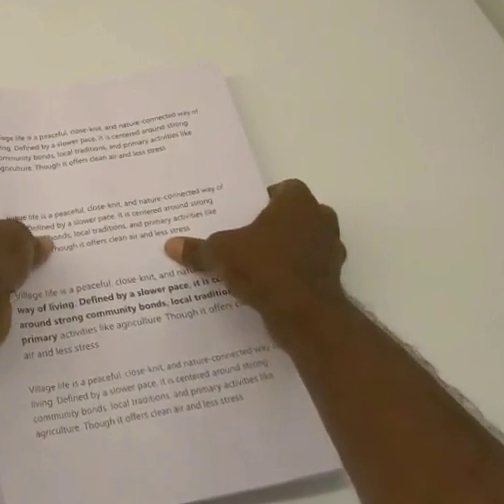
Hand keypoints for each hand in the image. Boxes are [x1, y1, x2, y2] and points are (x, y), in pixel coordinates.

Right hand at [164, 180, 347, 334]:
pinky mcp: (333, 279)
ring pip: (305, 243)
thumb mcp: (221, 254)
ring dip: (287, 250)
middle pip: (297, 215)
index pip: (284, 189)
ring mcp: (331, 251)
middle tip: (247, 236)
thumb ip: (198, 249)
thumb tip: (170, 245)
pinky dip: (294, 275)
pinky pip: (308, 270)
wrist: (306, 315)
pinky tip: (269, 287)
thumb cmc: (265, 267)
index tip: (245, 213)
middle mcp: (321, 220)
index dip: (265, 199)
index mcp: (298, 202)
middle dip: (276, 225)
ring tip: (256, 263)